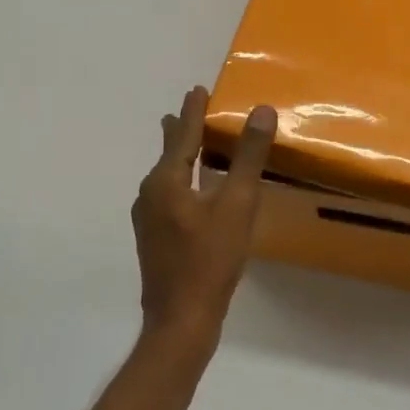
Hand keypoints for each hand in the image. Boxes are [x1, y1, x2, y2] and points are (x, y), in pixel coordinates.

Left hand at [131, 87, 275, 348]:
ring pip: (166, 175)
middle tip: (190, 107)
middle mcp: (150, 194)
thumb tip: (261, 110)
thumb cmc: (210, 259)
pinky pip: (168, 194)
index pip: (183, 135)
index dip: (193, 111)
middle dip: (181, 129)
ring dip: (180, 155)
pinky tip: (191, 190)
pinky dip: (181, 179)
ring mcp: (148, 218)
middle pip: (169, 152)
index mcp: (166, 181)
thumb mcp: (237, 205)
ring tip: (190, 143)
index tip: (197, 89)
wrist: (180, 321)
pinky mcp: (154, 238)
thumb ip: (248, 157)